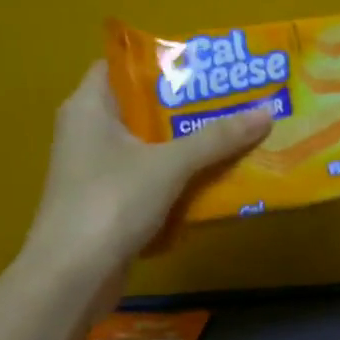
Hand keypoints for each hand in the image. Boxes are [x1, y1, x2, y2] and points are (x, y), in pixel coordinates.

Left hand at [21, 62, 272, 271]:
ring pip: (149, 146)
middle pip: (142, 107)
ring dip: (187, 144)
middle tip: (233, 98)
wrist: (72, 278)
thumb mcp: (170, 165)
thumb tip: (267, 110)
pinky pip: (149, 178)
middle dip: (187, 106)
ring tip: (234, 133)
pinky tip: (214, 178)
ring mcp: (96, 170)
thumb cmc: (111, 203)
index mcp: (89, 107)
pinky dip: (178, 177)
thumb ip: (217, 138)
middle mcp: (87, 132)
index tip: (205, 65)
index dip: (161, 61)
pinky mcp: (108, 203)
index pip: (121, 65)